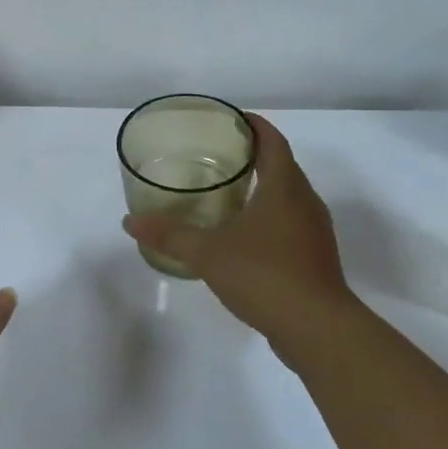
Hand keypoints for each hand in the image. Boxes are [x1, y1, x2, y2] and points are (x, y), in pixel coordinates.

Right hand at [123, 113, 352, 340]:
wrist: (318, 329)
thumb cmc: (265, 275)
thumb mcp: (208, 253)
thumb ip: (169, 235)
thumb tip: (130, 221)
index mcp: (285, 188)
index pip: (272, 141)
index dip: (253, 126)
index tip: (229, 119)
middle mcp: (305, 203)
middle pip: (282, 166)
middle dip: (252, 156)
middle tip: (215, 155)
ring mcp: (314, 232)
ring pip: (287, 198)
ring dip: (261, 189)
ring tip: (225, 194)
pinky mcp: (315, 258)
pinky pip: (289, 225)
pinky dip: (267, 219)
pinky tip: (242, 237)